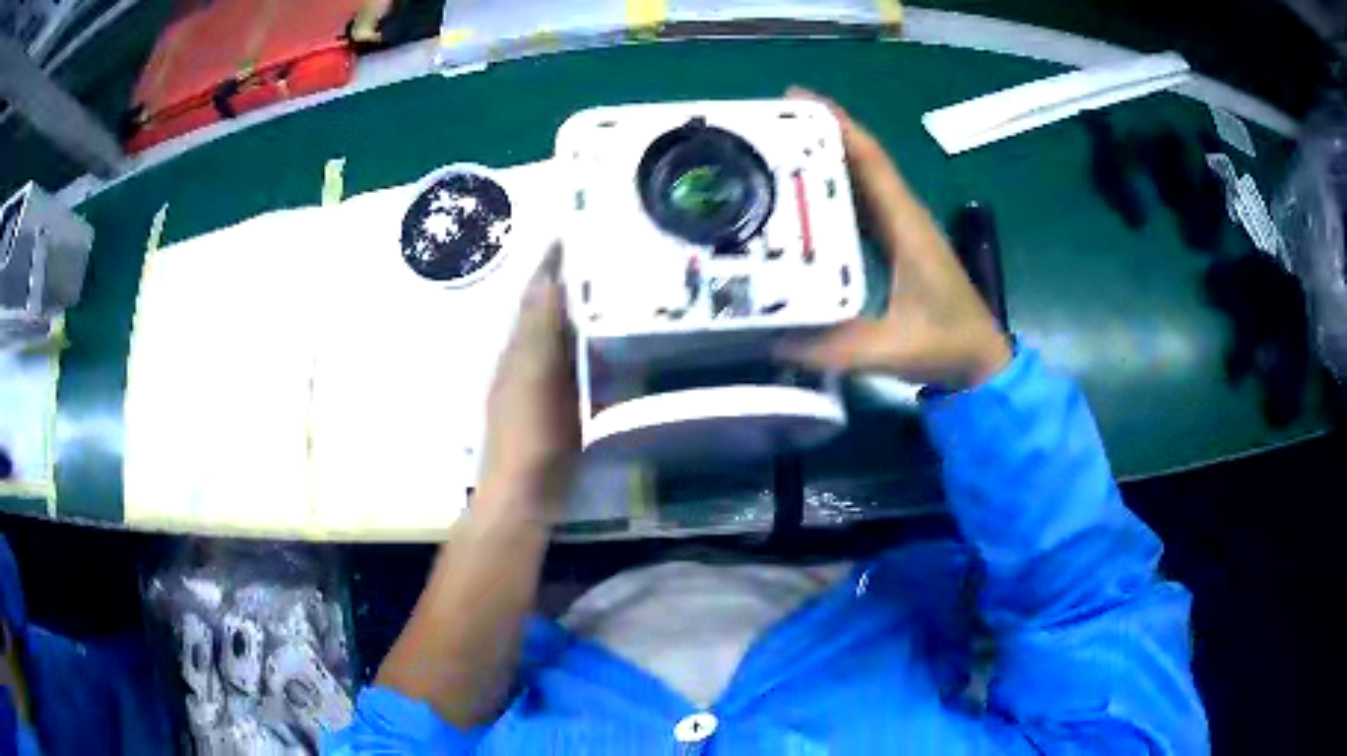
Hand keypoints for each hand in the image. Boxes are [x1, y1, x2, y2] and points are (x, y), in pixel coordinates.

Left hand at [479, 247, 579, 518]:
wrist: (522, 495)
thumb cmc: (528, 435)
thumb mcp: (534, 377)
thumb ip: (540, 330)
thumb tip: (545, 279)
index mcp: (518, 349)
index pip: (534, 296)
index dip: (549, 265)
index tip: (569, 234)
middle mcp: (523, 362)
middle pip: (544, 313)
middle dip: (565, 284)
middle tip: (600, 258)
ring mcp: (537, 389)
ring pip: (558, 339)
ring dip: (576, 314)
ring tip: (609, 293)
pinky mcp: (554, 411)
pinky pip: (572, 367)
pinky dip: (586, 351)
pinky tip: (606, 351)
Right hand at [779, 88, 1011, 390]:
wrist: (982, 363)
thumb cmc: (948, 346)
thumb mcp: (893, 348)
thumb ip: (836, 346)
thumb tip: (769, 337)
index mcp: (906, 226)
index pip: (871, 161)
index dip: (837, 125)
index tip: (795, 100)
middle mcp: (903, 217)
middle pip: (860, 162)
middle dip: (818, 137)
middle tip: (765, 127)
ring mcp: (901, 231)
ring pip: (860, 182)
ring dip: (823, 163)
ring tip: (773, 153)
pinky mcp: (897, 247)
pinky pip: (861, 209)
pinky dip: (833, 195)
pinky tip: (802, 202)